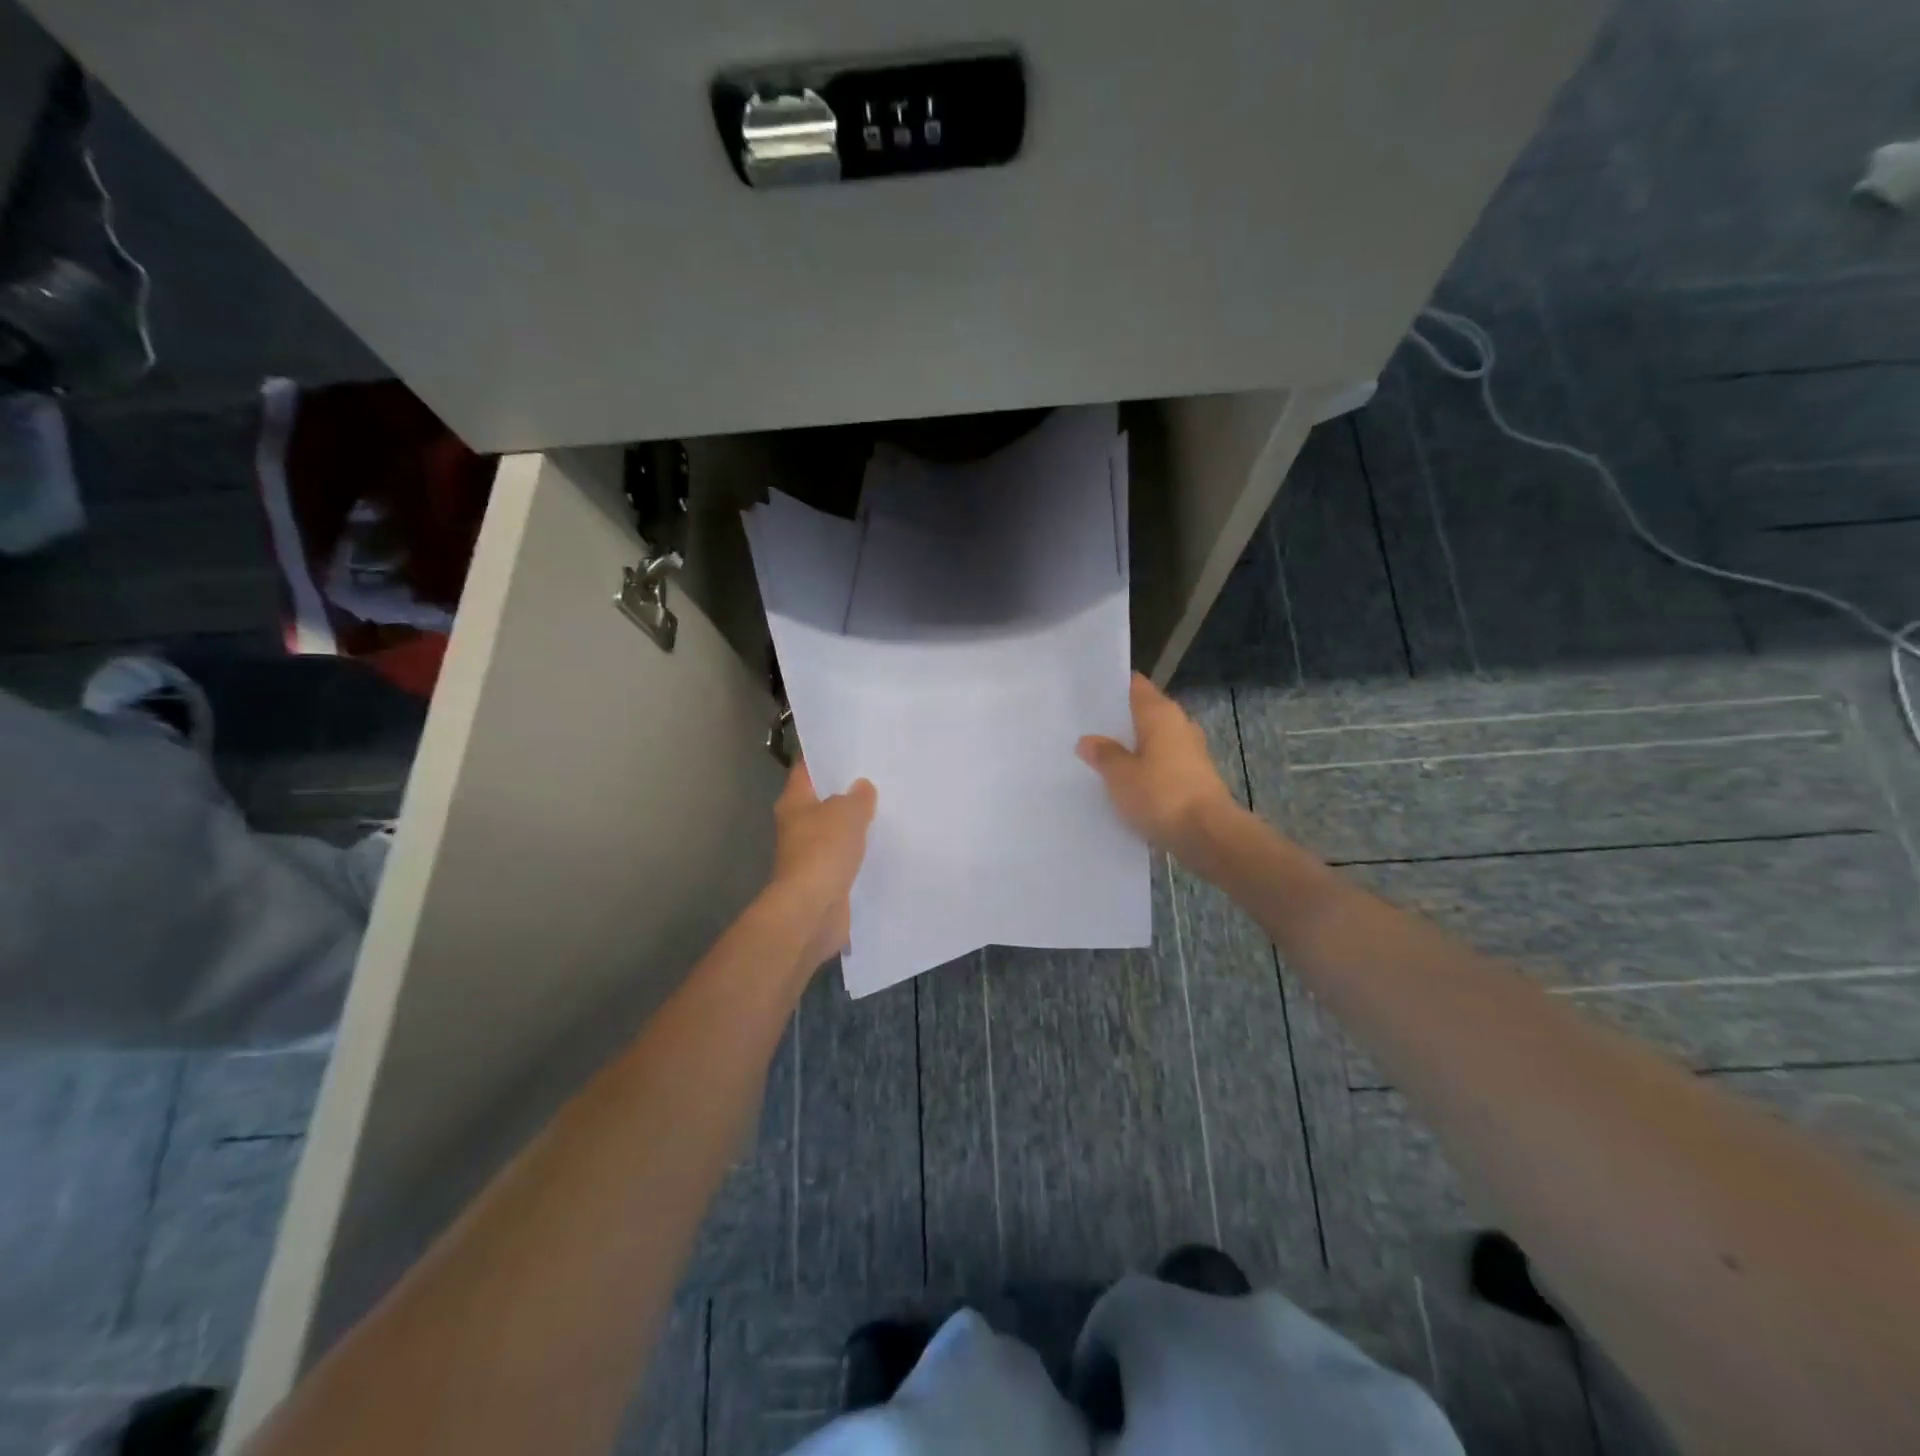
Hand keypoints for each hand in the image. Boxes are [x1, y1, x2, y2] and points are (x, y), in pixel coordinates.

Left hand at [769, 760, 876, 969]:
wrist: (812, 910)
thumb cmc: (823, 851)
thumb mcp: (847, 813)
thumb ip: (858, 797)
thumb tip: (861, 787)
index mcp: (794, 802)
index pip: (807, 769)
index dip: (826, 757)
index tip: (851, 747)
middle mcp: (797, 826)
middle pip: (822, 801)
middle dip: (846, 792)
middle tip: (878, 777)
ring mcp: (809, 855)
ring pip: (835, 831)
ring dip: (854, 825)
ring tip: (886, 810)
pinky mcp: (824, 880)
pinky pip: (845, 858)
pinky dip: (859, 853)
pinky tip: (883, 846)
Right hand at [1077, 673, 1238, 856]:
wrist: (1207, 834)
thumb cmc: (1161, 794)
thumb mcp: (1120, 775)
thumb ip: (1103, 754)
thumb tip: (1088, 740)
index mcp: (1161, 713)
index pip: (1136, 686)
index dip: (1113, 687)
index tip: (1088, 694)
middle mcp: (1179, 724)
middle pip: (1144, 713)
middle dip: (1119, 720)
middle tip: (1086, 727)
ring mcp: (1190, 751)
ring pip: (1153, 740)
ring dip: (1132, 746)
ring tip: (1100, 755)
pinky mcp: (1195, 777)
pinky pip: (1162, 763)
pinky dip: (1144, 767)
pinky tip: (1124, 781)